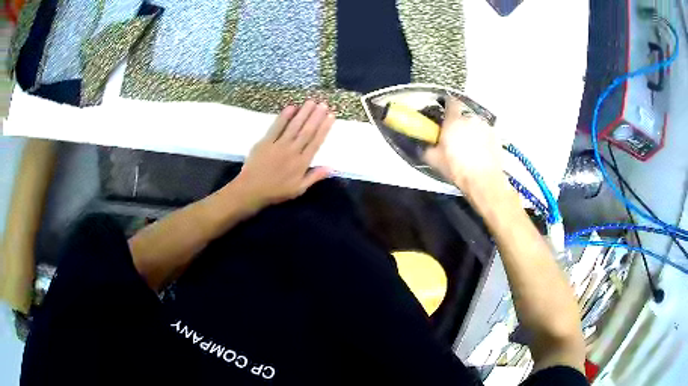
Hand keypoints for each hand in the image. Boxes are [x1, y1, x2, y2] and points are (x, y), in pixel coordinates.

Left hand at [233, 101, 334, 209]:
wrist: (251, 190)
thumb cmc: (276, 191)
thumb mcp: (299, 189)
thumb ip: (314, 177)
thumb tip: (331, 167)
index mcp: (302, 163)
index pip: (316, 142)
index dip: (324, 128)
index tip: (331, 116)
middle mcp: (293, 151)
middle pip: (307, 131)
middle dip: (316, 116)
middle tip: (323, 104)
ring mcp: (279, 145)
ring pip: (294, 126)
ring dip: (303, 113)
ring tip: (311, 102)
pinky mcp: (265, 142)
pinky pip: (276, 127)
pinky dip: (284, 117)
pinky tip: (291, 107)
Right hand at [424, 97, 505, 196]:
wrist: (483, 181)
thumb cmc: (456, 168)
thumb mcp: (434, 160)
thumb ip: (427, 148)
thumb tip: (425, 145)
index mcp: (454, 121)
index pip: (451, 102)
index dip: (447, 104)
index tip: (445, 111)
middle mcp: (471, 119)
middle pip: (463, 117)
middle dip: (459, 125)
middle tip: (455, 140)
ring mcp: (486, 128)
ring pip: (476, 127)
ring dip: (472, 133)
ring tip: (470, 150)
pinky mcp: (497, 138)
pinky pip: (487, 136)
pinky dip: (483, 142)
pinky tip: (481, 155)